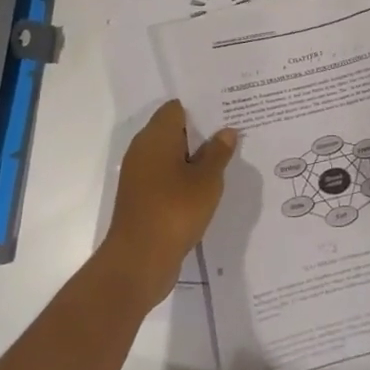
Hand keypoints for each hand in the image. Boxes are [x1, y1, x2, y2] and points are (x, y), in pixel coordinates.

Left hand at [103, 101, 236, 306]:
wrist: (138, 262)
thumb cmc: (174, 210)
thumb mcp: (207, 180)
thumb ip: (218, 152)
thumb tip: (226, 131)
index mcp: (156, 137)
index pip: (177, 108)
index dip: (201, 107)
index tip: (225, 110)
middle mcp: (143, 150)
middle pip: (173, 130)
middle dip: (201, 132)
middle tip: (232, 133)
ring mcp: (139, 176)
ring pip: (170, 155)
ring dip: (194, 157)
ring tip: (225, 159)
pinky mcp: (141, 198)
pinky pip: (166, 176)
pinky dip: (184, 177)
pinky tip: (206, 186)